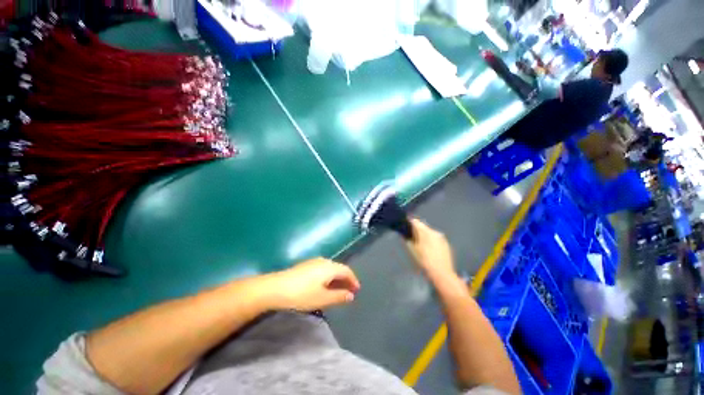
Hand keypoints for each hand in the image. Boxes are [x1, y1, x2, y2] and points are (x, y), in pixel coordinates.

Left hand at [269, 258, 360, 310]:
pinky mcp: (306, 265)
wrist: (275, 288)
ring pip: (330, 269)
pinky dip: (328, 277)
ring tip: (338, 290)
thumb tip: (351, 295)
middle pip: (339, 269)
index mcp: (330, 267)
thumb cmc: (302, 294)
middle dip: (345, 280)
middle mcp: (324, 261)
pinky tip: (324, 286)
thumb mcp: (322, 299)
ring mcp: (313, 262)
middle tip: (349, 292)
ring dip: (336, 279)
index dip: (353, 280)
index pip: (347, 271)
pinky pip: (322, 269)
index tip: (357, 290)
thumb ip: (339, 296)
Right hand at [405, 218, 455, 280]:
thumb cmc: (424, 262)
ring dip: (424, 235)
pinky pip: (435, 238)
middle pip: (423, 227)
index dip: (409, 222)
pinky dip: (430, 240)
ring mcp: (442, 238)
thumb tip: (405, 235)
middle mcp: (434, 232)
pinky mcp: (446, 244)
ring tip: (419, 243)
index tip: (404, 225)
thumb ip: (408, 240)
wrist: (442, 274)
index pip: (415, 222)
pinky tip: (428, 249)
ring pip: (430, 233)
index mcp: (426, 232)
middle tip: (410, 236)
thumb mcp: (412, 251)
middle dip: (417, 230)